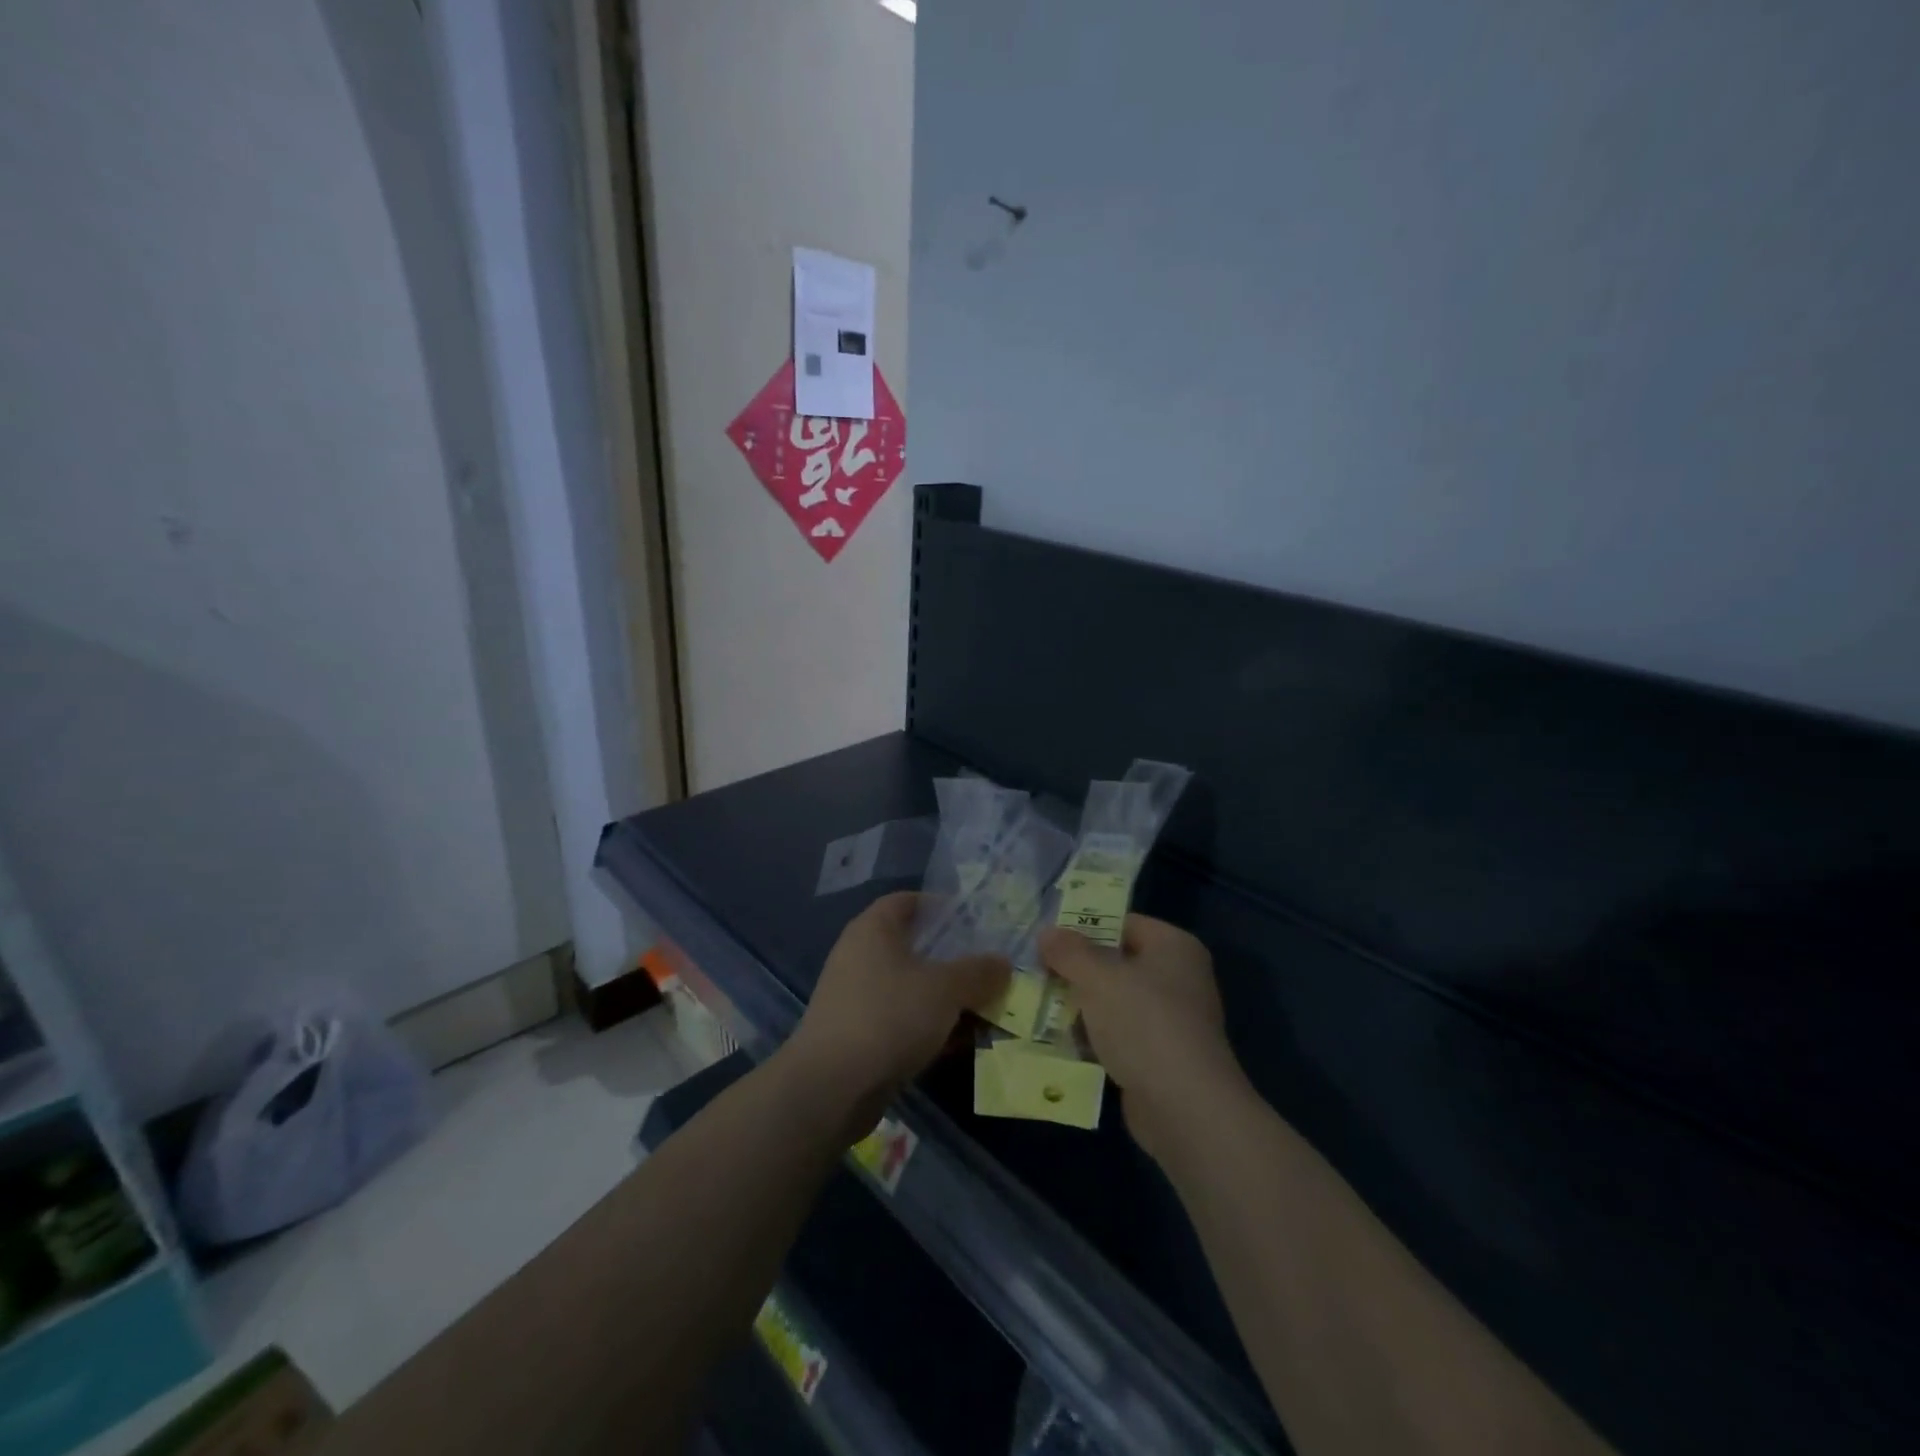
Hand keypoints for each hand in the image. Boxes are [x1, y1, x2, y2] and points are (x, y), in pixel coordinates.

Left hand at [784, 892, 1009, 1128]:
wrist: (831, 1087)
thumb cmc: (889, 1017)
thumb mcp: (945, 989)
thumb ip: (978, 972)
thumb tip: (1002, 963)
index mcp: (873, 929)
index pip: (907, 901)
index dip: (940, 906)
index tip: (973, 921)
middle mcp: (859, 955)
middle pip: (912, 946)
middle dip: (951, 958)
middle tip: (987, 969)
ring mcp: (854, 997)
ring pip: (909, 987)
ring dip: (942, 998)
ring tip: (981, 1009)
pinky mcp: (855, 1034)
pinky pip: (899, 1019)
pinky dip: (925, 1026)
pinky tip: (955, 1043)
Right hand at [1039, 915, 1244, 1160]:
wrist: (1184, 1107)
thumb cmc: (1144, 1024)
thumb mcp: (1098, 978)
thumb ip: (1069, 951)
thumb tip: (1047, 932)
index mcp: (1173, 946)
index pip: (1123, 923)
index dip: (1084, 928)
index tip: (1048, 940)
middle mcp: (1179, 977)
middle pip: (1117, 962)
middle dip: (1078, 970)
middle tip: (1037, 972)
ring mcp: (1172, 1020)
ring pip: (1115, 1001)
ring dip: (1082, 1006)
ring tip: (1040, 1005)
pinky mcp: (1161, 1057)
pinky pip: (1120, 1035)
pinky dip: (1095, 1037)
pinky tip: (1062, 1041)